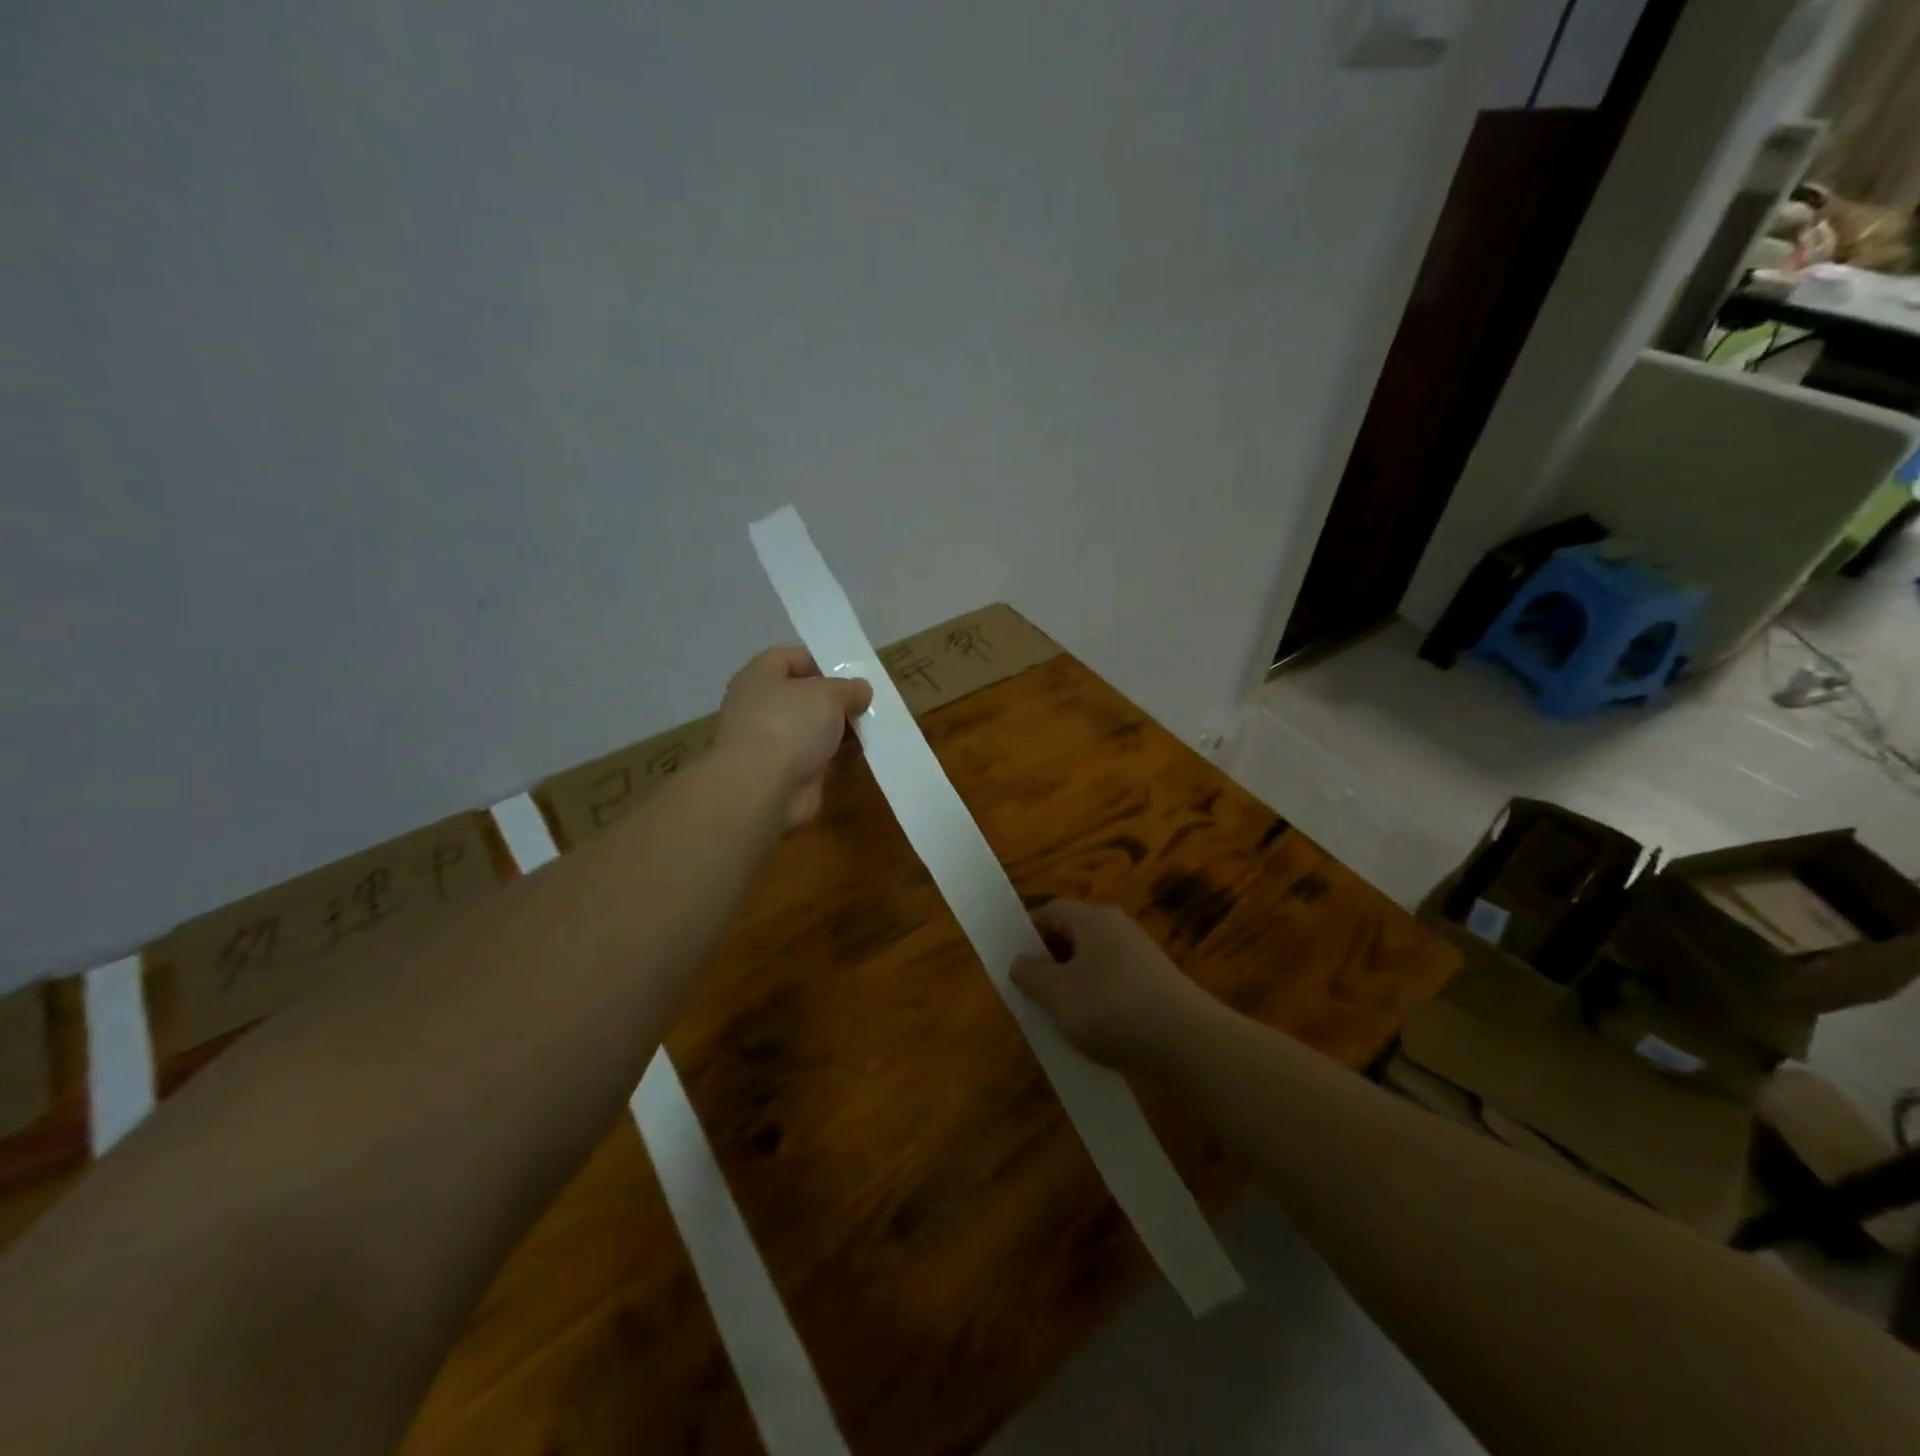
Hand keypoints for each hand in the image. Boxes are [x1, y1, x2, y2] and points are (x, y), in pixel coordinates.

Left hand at [718, 647, 872, 827]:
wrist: (762, 788)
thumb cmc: (790, 724)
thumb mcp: (829, 694)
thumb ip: (849, 688)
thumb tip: (861, 690)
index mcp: (760, 676)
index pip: (789, 657)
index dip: (819, 660)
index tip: (850, 672)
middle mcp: (760, 706)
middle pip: (803, 696)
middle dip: (835, 700)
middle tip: (867, 702)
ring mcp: (771, 742)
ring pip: (812, 730)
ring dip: (838, 731)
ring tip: (873, 728)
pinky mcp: (784, 773)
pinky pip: (816, 759)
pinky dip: (836, 758)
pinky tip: (863, 755)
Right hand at [1010, 901, 1214, 1072]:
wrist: (1187, 1040)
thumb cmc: (1111, 1007)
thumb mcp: (1057, 993)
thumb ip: (1031, 974)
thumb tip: (1020, 961)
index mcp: (1091, 918)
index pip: (1049, 911)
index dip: (1026, 933)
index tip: (1013, 964)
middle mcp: (1117, 927)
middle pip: (1073, 935)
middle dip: (1049, 961)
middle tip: (1031, 993)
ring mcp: (1140, 954)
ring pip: (1094, 961)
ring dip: (1073, 984)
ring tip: (1060, 1017)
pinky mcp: (1156, 983)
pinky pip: (1114, 982)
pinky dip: (1099, 1000)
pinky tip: (1095, 1030)